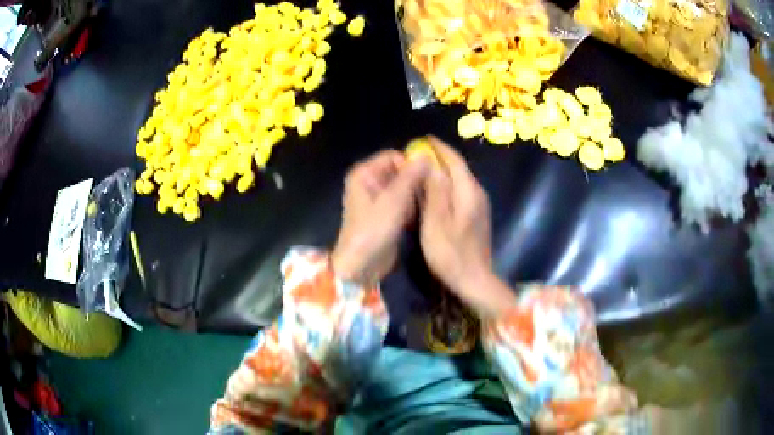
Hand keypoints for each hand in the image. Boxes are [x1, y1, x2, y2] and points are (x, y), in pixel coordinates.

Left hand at [332, 150, 429, 284]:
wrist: (361, 265)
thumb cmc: (373, 229)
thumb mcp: (394, 201)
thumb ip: (410, 176)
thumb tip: (427, 156)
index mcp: (364, 173)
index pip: (393, 156)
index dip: (411, 164)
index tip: (429, 177)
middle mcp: (369, 182)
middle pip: (399, 172)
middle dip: (415, 182)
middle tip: (431, 193)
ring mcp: (377, 199)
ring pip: (403, 188)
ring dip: (414, 197)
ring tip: (426, 206)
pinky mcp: (385, 214)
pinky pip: (401, 203)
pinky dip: (410, 208)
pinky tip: (418, 218)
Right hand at [420, 138, 515, 315]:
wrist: (475, 281)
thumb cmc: (452, 254)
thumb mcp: (437, 223)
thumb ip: (435, 192)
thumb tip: (431, 165)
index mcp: (468, 192)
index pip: (455, 161)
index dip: (440, 148)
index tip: (424, 138)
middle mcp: (477, 194)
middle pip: (459, 168)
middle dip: (441, 158)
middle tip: (419, 153)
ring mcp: (479, 206)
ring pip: (460, 180)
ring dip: (443, 172)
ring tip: (423, 168)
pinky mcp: (477, 216)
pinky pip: (460, 192)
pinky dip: (447, 186)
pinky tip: (435, 192)